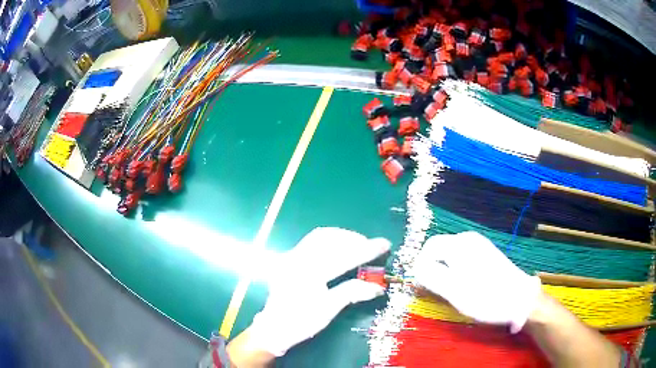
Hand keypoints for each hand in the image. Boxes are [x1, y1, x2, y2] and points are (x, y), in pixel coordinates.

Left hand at [245, 227, 390, 356]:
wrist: (274, 329)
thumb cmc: (301, 323)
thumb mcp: (328, 310)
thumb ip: (352, 293)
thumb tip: (378, 287)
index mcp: (308, 273)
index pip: (343, 256)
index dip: (366, 249)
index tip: (384, 244)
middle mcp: (297, 259)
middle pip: (330, 238)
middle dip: (354, 239)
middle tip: (370, 246)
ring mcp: (290, 257)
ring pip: (319, 236)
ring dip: (341, 237)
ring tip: (358, 244)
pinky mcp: (288, 259)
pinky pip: (311, 242)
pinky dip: (329, 241)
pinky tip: (339, 247)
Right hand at [409, 231, 541, 332]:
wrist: (520, 300)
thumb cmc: (486, 297)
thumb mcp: (454, 291)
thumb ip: (431, 277)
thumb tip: (416, 268)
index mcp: (460, 244)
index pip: (429, 247)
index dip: (421, 266)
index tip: (422, 285)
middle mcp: (469, 239)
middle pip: (440, 249)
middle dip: (433, 268)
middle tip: (436, 290)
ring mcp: (480, 246)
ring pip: (451, 255)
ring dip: (444, 271)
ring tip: (450, 290)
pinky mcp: (487, 254)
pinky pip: (462, 258)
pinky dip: (456, 270)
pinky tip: (464, 285)